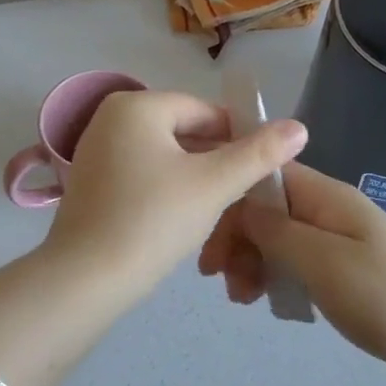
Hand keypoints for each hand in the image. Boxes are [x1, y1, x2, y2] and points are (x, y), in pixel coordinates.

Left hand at [43, 90, 308, 305]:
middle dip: (216, 163)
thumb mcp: (213, 184)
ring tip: (218, 213)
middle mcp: (110, 118)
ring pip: (165, 157)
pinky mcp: (91, 182)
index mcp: (137, 105)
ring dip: (195, 180)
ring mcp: (96, 150)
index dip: (240, 139)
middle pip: (184, 133)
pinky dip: (167, 191)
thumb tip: (300, 127)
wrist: (85, 279)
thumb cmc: (153, 220)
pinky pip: (142, 175)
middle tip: (243, 199)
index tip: (262, 173)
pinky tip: (181, 220)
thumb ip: (258, 153)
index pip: (206, 111)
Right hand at [198, 163, 385, 385]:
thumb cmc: (385, 296)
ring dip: (251, 261)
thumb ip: (276, 230)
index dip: (229, 202)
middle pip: (264, 209)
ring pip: (275, 238)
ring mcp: (335, 239)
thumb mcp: (322, 261)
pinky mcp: (340, 268)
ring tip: (241, 298)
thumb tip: (238, 204)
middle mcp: (326, 210)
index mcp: (324, 196)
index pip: (261, 178)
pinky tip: (265, 301)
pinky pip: (293, 262)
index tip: (207, 243)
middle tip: (218, 279)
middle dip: (235, 238)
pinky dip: (273, 276)